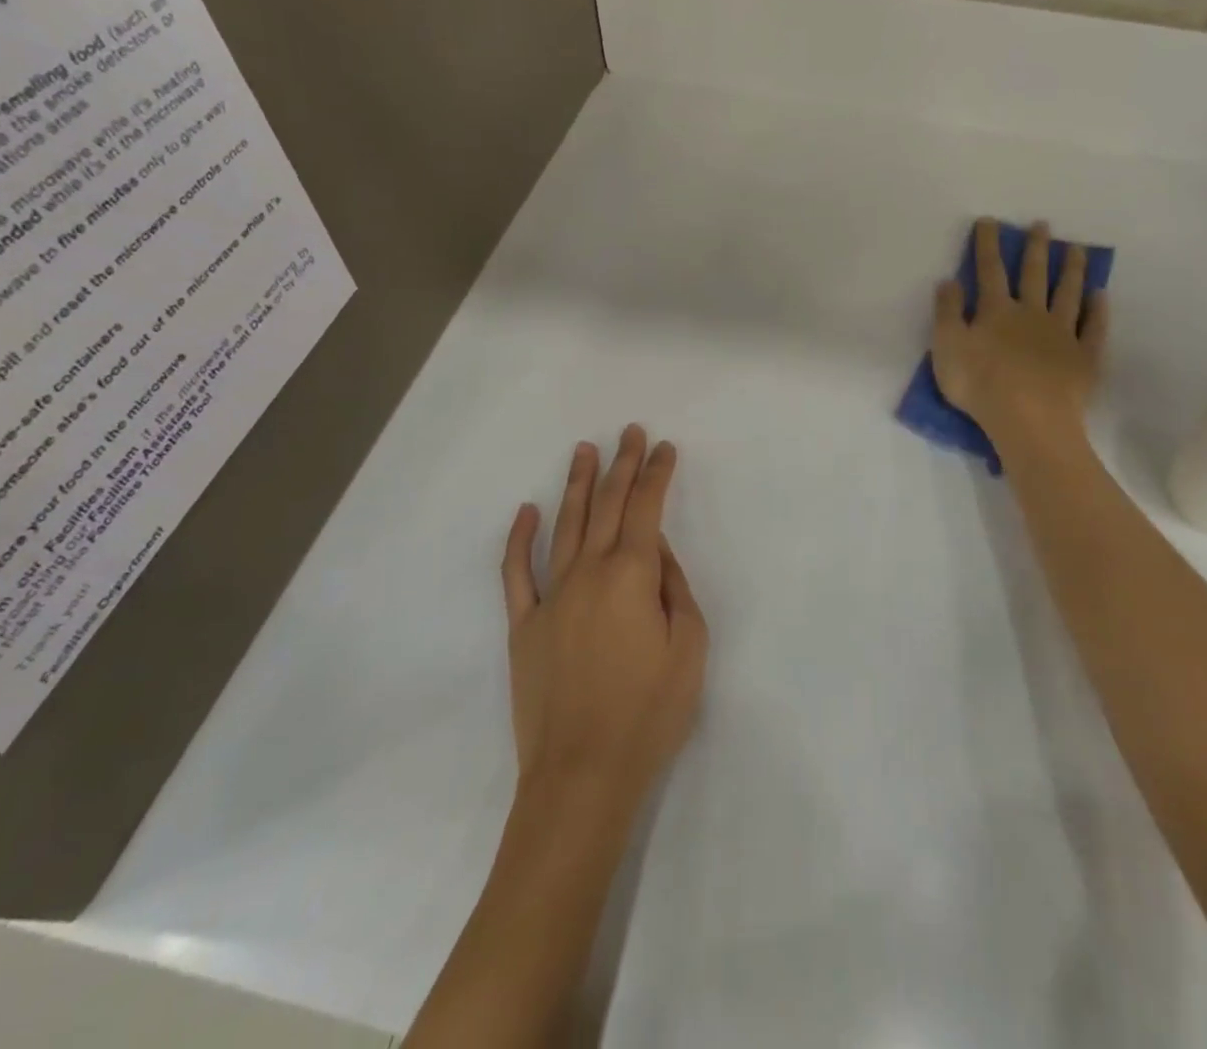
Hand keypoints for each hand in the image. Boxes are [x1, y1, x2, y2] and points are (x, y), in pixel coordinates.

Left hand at [499, 425, 708, 816]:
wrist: (582, 776)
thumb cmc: (649, 713)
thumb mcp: (689, 648)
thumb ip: (675, 589)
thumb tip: (658, 553)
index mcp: (633, 575)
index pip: (647, 508)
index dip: (657, 473)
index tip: (664, 447)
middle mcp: (589, 572)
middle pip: (608, 505)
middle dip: (622, 464)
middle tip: (630, 431)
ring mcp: (550, 596)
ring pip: (565, 525)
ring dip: (577, 485)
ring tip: (585, 450)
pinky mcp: (524, 625)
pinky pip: (517, 571)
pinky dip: (519, 538)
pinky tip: (526, 511)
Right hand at [931, 219, 1108, 445]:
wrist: (1028, 419)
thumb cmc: (980, 384)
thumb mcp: (947, 347)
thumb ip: (947, 312)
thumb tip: (949, 280)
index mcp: (996, 311)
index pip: (989, 270)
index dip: (987, 245)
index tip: (989, 221)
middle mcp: (1031, 314)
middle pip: (1034, 275)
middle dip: (1036, 248)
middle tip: (1043, 225)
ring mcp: (1062, 334)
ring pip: (1068, 294)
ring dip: (1072, 271)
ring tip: (1078, 250)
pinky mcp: (1084, 357)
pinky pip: (1094, 328)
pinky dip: (1098, 311)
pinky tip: (1101, 296)